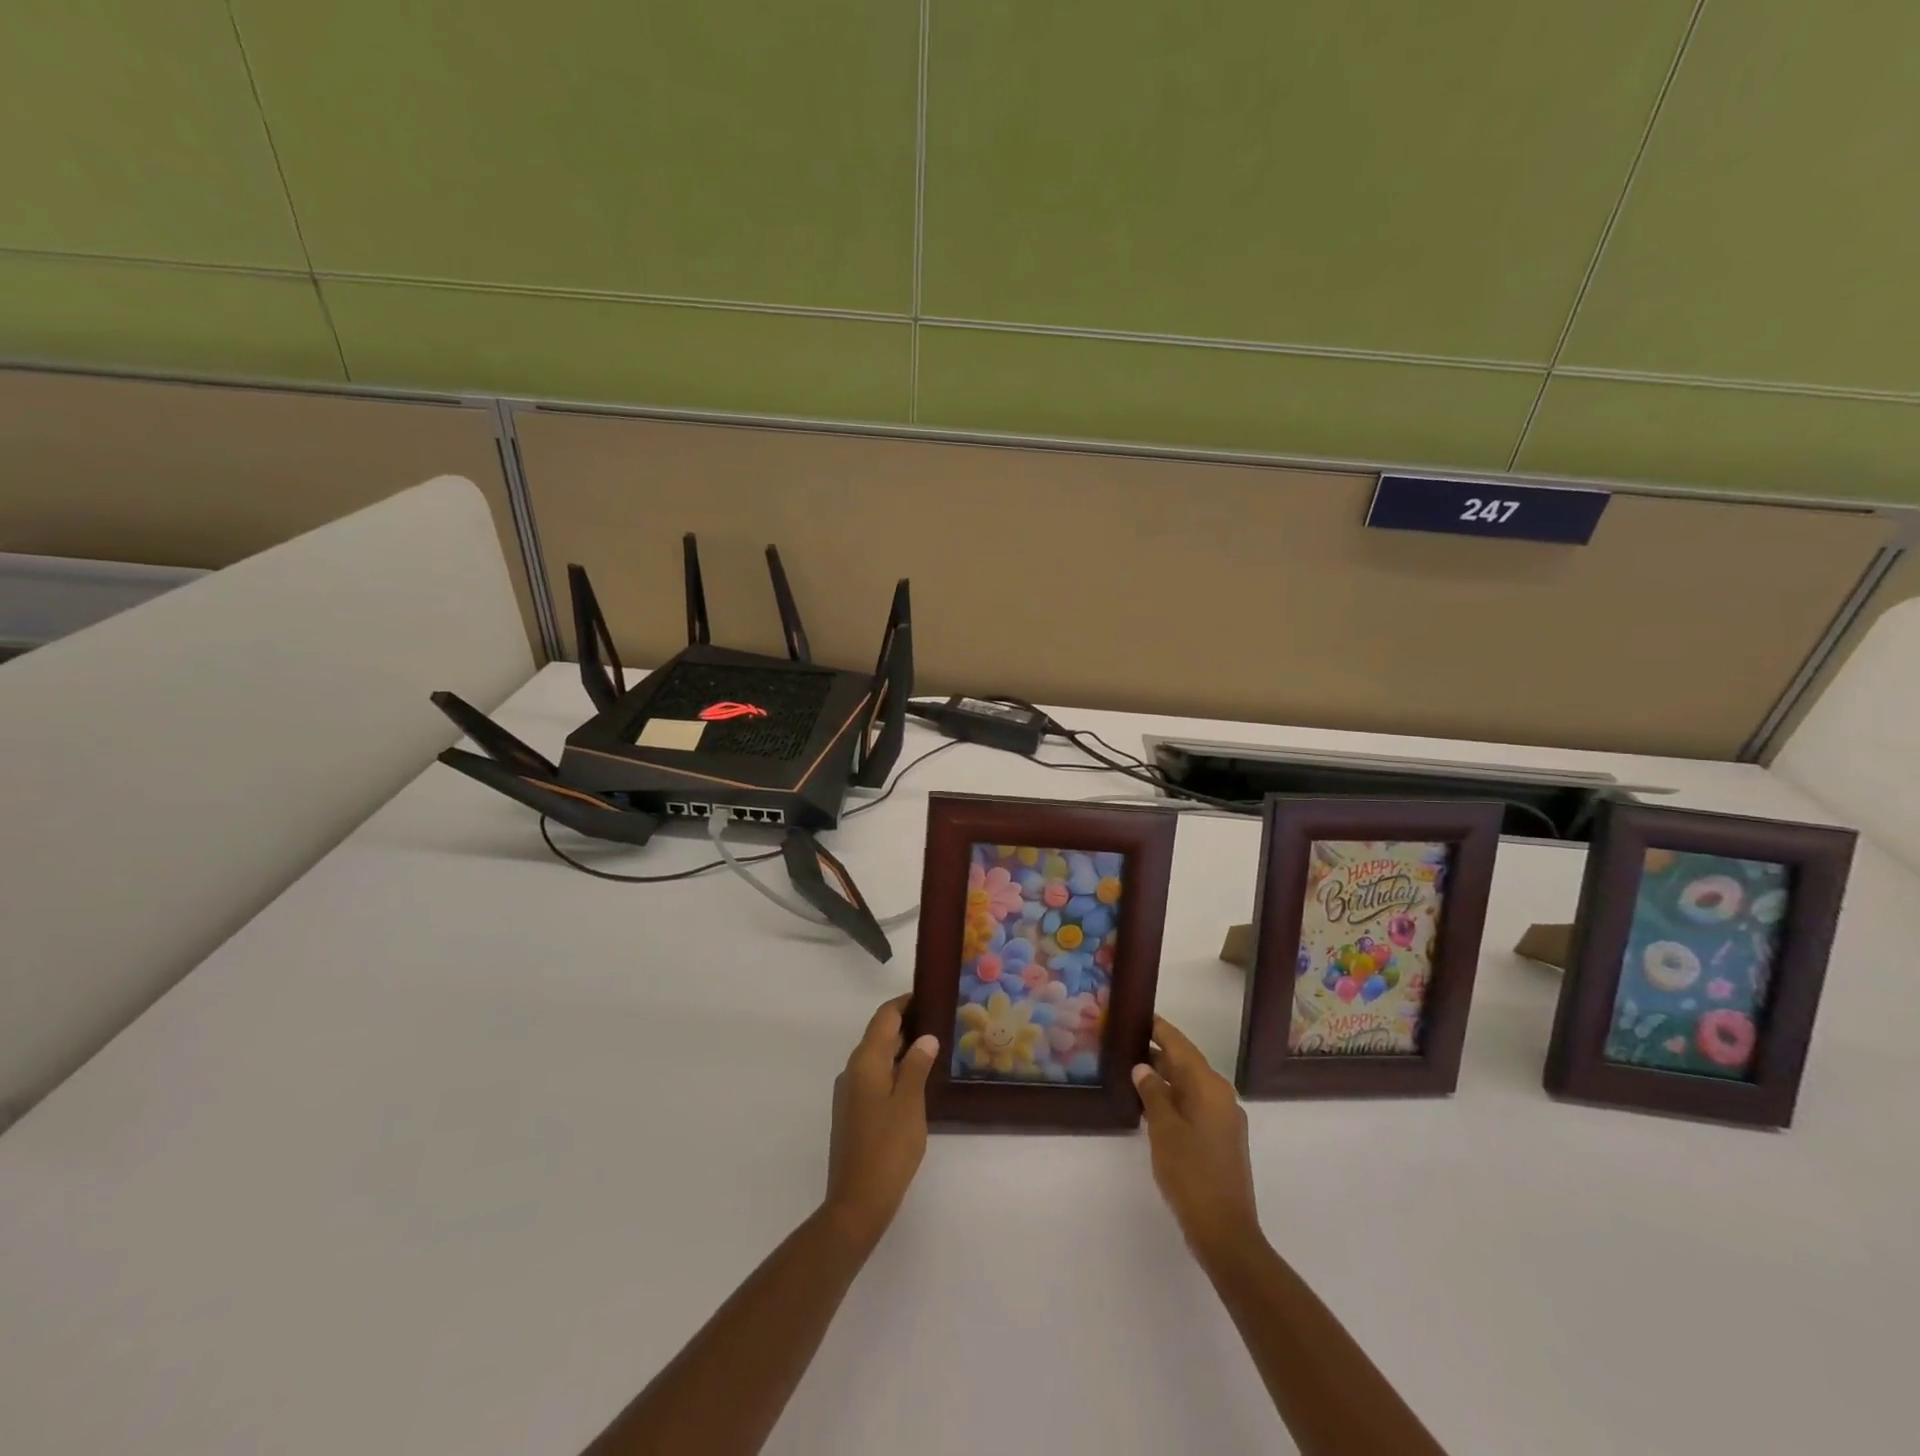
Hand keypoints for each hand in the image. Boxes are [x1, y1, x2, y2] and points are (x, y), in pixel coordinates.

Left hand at [822, 995, 938, 1250]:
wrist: (856, 1203)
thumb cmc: (887, 1149)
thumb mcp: (910, 1104)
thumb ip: (917, 1066)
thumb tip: (925, 1037)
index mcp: (865, 1062)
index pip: (884, 1017)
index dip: (904, 1002)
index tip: (928, 994)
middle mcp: (852, 1070)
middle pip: (879, 1034)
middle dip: (906, 1024)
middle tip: (939, 1020)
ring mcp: (849, 1093)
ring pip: (877, 1057)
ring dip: (901, 1048)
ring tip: (933, 1047)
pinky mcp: (852, 1112)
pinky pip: (874, 1076)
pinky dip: (894, 1069)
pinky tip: (915, 1080)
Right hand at [1132, 1016, 1263, 1265]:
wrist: (1225, 1232)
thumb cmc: (1191, 1174)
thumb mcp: (1164, 1130)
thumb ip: (1152, 1093)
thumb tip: (1142, 1067)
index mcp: (1210, 1087)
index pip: (1180, 1046)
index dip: (1159, 1029)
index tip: (1137, 1015)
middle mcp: (1221, 1096)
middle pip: (1186, 1063)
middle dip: (1158, 1052)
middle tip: (1125, 1041)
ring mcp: (1224, 1119)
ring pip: (1189, 1086)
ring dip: (1164, 1077)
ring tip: (1131, 1068)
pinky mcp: (1221, 1139)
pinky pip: (1194, 1105)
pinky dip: (1173, 1098)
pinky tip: (1149, 1104)